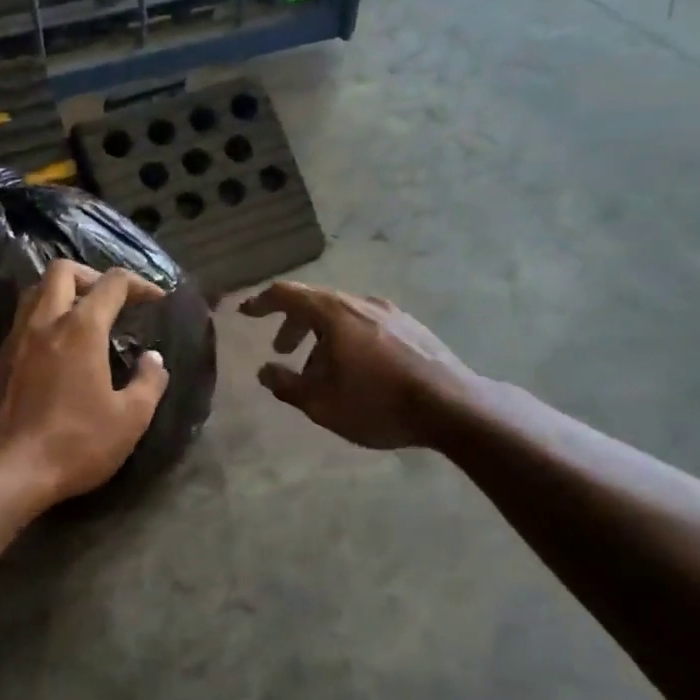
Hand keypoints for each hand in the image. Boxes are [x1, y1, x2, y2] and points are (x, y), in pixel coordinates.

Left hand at [0, 258, 170, 511]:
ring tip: (83, 317)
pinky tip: (56, 348)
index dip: (139, 284)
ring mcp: (16, 339)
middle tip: (111, 299)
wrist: (6, 471)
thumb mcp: (130, 419)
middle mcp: (44, 322)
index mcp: (81, 328)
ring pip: (35, 291)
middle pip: (63, 270)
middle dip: (92, 275)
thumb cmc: (75, 443)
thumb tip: (153, 359)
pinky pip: (22, 320)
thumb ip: (149, 382)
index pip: (113, 283)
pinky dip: (44, 318)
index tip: (156, 299)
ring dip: (62, 292)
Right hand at [239, 281, 475, 449]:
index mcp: (333, 312)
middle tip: (281, 350)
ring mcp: (391, 312)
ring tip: (321, 371)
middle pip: (316, 302)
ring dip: (322, 336)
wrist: (454, 406)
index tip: (245, 313)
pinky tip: (358, 370)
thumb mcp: (321, 403)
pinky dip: (348, 338)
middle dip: (293, 324)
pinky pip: (367, 324)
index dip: (261, 301)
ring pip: (343, 315)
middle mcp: (360, 302)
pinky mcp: (412, 327)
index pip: (287, 294)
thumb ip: (286, 385)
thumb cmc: (378, 402)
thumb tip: (265, 371)